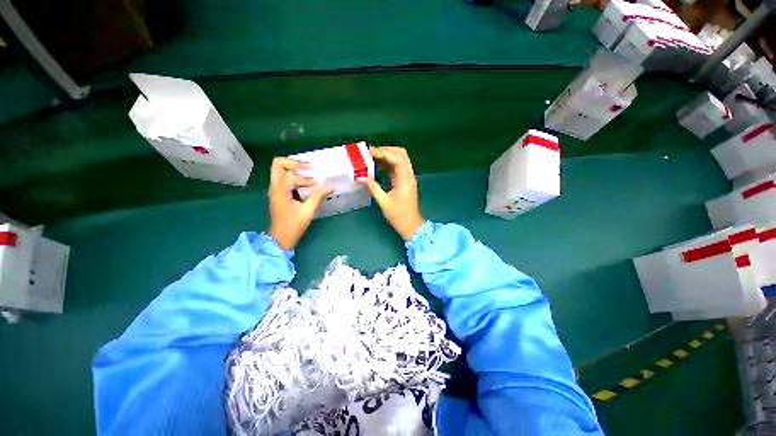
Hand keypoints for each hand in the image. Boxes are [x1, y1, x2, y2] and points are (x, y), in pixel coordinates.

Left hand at [267, 157, 332, 249]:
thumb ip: (318, 197)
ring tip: (308, 172)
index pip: (291, 175)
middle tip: (308, 167)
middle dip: (294, 163)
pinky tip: (304, 181)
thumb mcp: (308, 211)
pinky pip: (282, 177)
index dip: (305, 179)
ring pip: (278, 170)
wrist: (281, 238)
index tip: (316, 184)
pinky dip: (293, 175)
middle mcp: (274, 187)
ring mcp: (274, 190)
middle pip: (277, 164)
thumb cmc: (293, 226)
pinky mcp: (278, 194)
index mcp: (280, 191)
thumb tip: (330, 187)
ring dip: (293, 168)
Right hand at [358, 146, 424, 239]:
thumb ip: (373, 187)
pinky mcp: (405, 182)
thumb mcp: (384, 202)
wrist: (411, 225)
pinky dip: (389, 163)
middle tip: (372, 152)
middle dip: (387, 150)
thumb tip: (360, 177)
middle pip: (402, 155)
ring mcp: (408, 178)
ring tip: (373, 156)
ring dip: (388, 155)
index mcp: (405, 180)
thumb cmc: (398, 215)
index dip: (384, 152)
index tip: (370, 152)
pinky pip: (398, 168)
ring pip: (401, 160)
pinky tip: (378, 165)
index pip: (398, 159)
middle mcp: (409, 176)